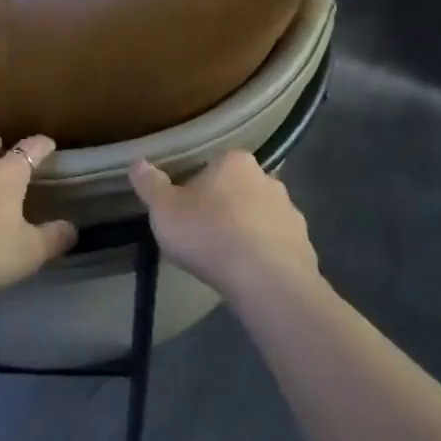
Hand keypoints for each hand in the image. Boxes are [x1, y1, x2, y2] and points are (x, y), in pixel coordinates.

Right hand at [128, 150, 320, 302]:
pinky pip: (278, 244)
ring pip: (262, 215)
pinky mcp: (304, 243)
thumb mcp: (164, 210)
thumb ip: (150, 184)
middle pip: (240, 188)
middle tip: (204, 233)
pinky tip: (250, 273)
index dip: (198, 185)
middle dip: (225, 206)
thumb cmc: (209, 234)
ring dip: (248, 230)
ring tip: (226, 257)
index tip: (186, 208)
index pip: (214, 164)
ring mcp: (291, 211)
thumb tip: (137, 160)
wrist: (265, 279)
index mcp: (235, 162)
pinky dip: (266, 254)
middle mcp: (268, 178)